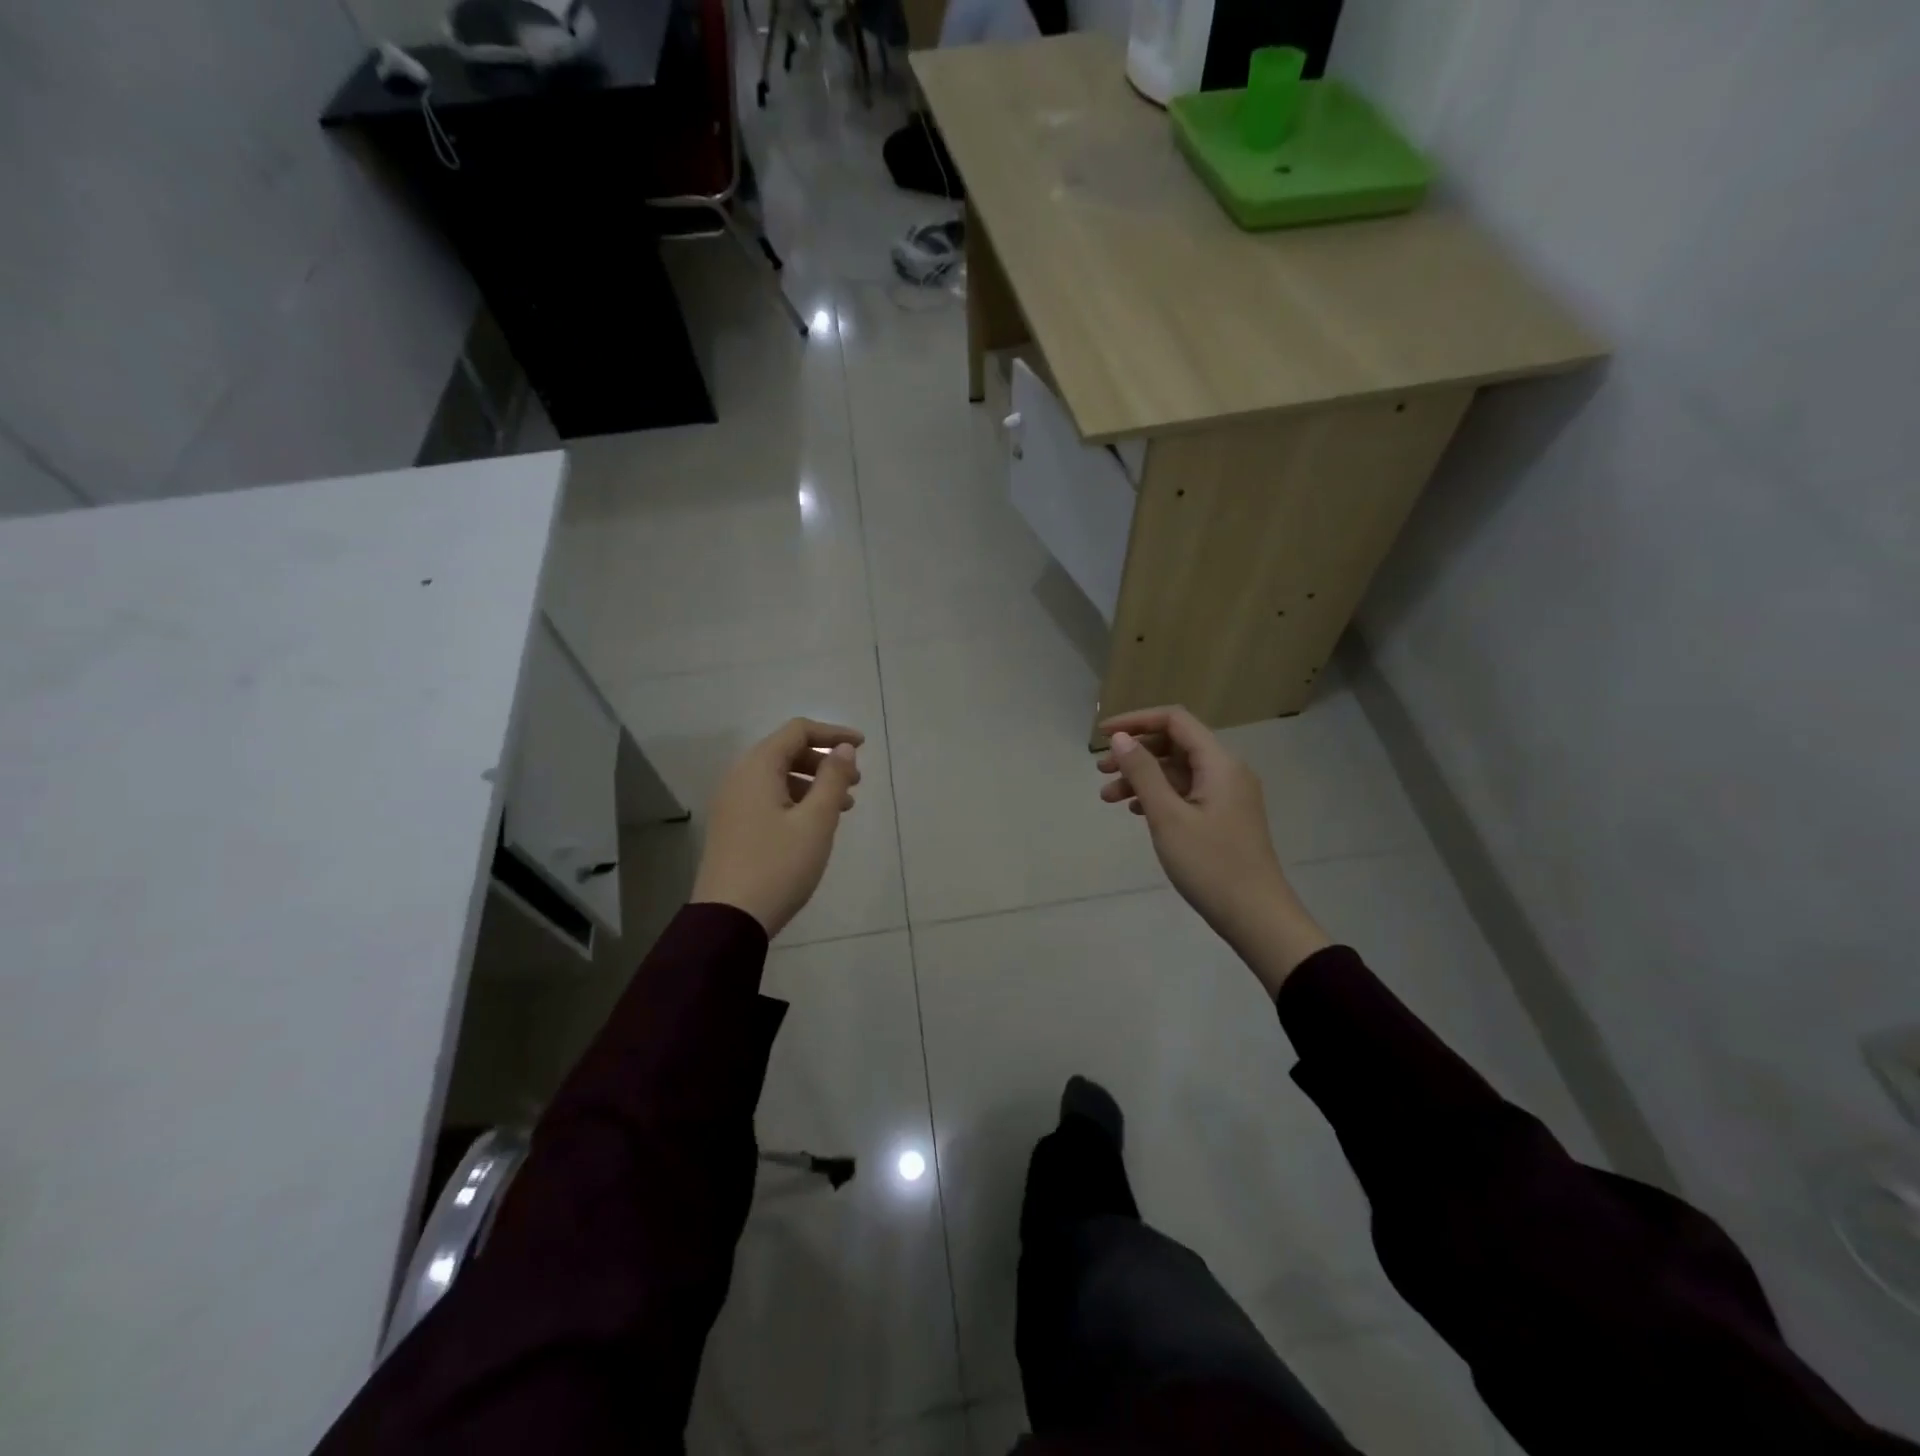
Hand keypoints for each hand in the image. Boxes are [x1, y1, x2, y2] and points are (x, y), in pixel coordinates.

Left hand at [691, 718, 863, 937]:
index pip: (798, 731)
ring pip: (778, 778)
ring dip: (813, 784)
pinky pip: (768, 798)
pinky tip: (815, 825)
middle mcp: (739, 777)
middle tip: (855, 783)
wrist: (729, 919)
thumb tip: (844, 749)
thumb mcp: (816, 821)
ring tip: (843, 807)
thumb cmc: (779, 865)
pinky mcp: (733, 826)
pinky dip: (796, 800)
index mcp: (757, 768)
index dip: (833, 734)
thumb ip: (833, 779)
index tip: (863, 746)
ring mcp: (732, 803)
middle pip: (786, 752)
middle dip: (824, 762)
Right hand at [1097, 706, 1329, 994]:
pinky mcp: (1224, 817)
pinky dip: (1159, 795)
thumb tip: (1120, 738)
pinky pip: (1186, 792)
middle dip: (1135, 752)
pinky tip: (1136, 811)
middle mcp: (1227, 771)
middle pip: (1175, 744)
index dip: (1136, 721)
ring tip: (1108, 798)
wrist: (1257, 917)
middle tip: (1100, 772)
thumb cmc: (1210, 865)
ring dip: (1142, 778)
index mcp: (1219, 763)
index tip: (1101, 734)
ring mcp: (1227, 795)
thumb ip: (1143, 773)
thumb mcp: (1168, 817)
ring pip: (1177, 771)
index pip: (1174, 720)